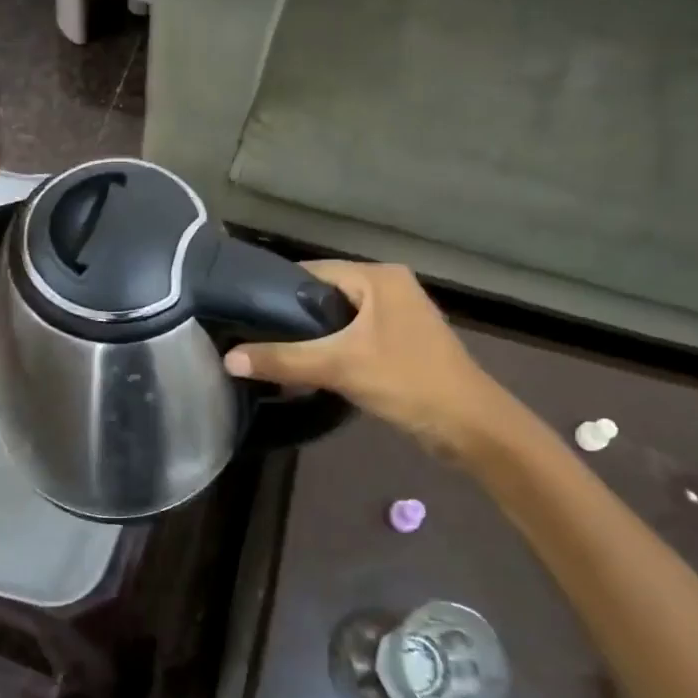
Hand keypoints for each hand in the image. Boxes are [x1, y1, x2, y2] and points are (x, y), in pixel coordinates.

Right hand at [223, 262, 521, 458]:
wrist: (469, 426)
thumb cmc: (407, 381)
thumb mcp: (340, 366)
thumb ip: (284, 359)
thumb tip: (228, 359)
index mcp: (379, 277)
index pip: (314, 271)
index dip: (277, 290)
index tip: (244, 312)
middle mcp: (389, 286)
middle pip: (325, 294)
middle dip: (292, 317)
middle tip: (253, 337)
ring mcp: (397, 315)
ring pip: (339, 319)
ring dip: (312, 337)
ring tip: (272, 354)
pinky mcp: (400, 342)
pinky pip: (354, 337)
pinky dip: (332, 350)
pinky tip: (307, 369)